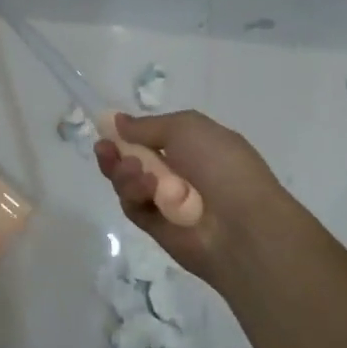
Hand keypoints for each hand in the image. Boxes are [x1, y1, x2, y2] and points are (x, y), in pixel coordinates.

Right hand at [94, 110, 292, 290]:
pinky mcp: (157, 227)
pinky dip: (133, 194)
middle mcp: (179, 172)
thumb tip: (116, 120)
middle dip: (116, 152)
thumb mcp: (186, 127)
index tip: (107, 127)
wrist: (243, 226)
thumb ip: (147, 125)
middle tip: (103, 148)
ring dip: (123, 171)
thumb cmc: (221, 166)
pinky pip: (133, 206)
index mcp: (194, 146)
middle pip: (133, 159)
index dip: (130, 132)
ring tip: (132, 169)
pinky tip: (143, 187)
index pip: (153, 137)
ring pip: (128, 182)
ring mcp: (167, 201)